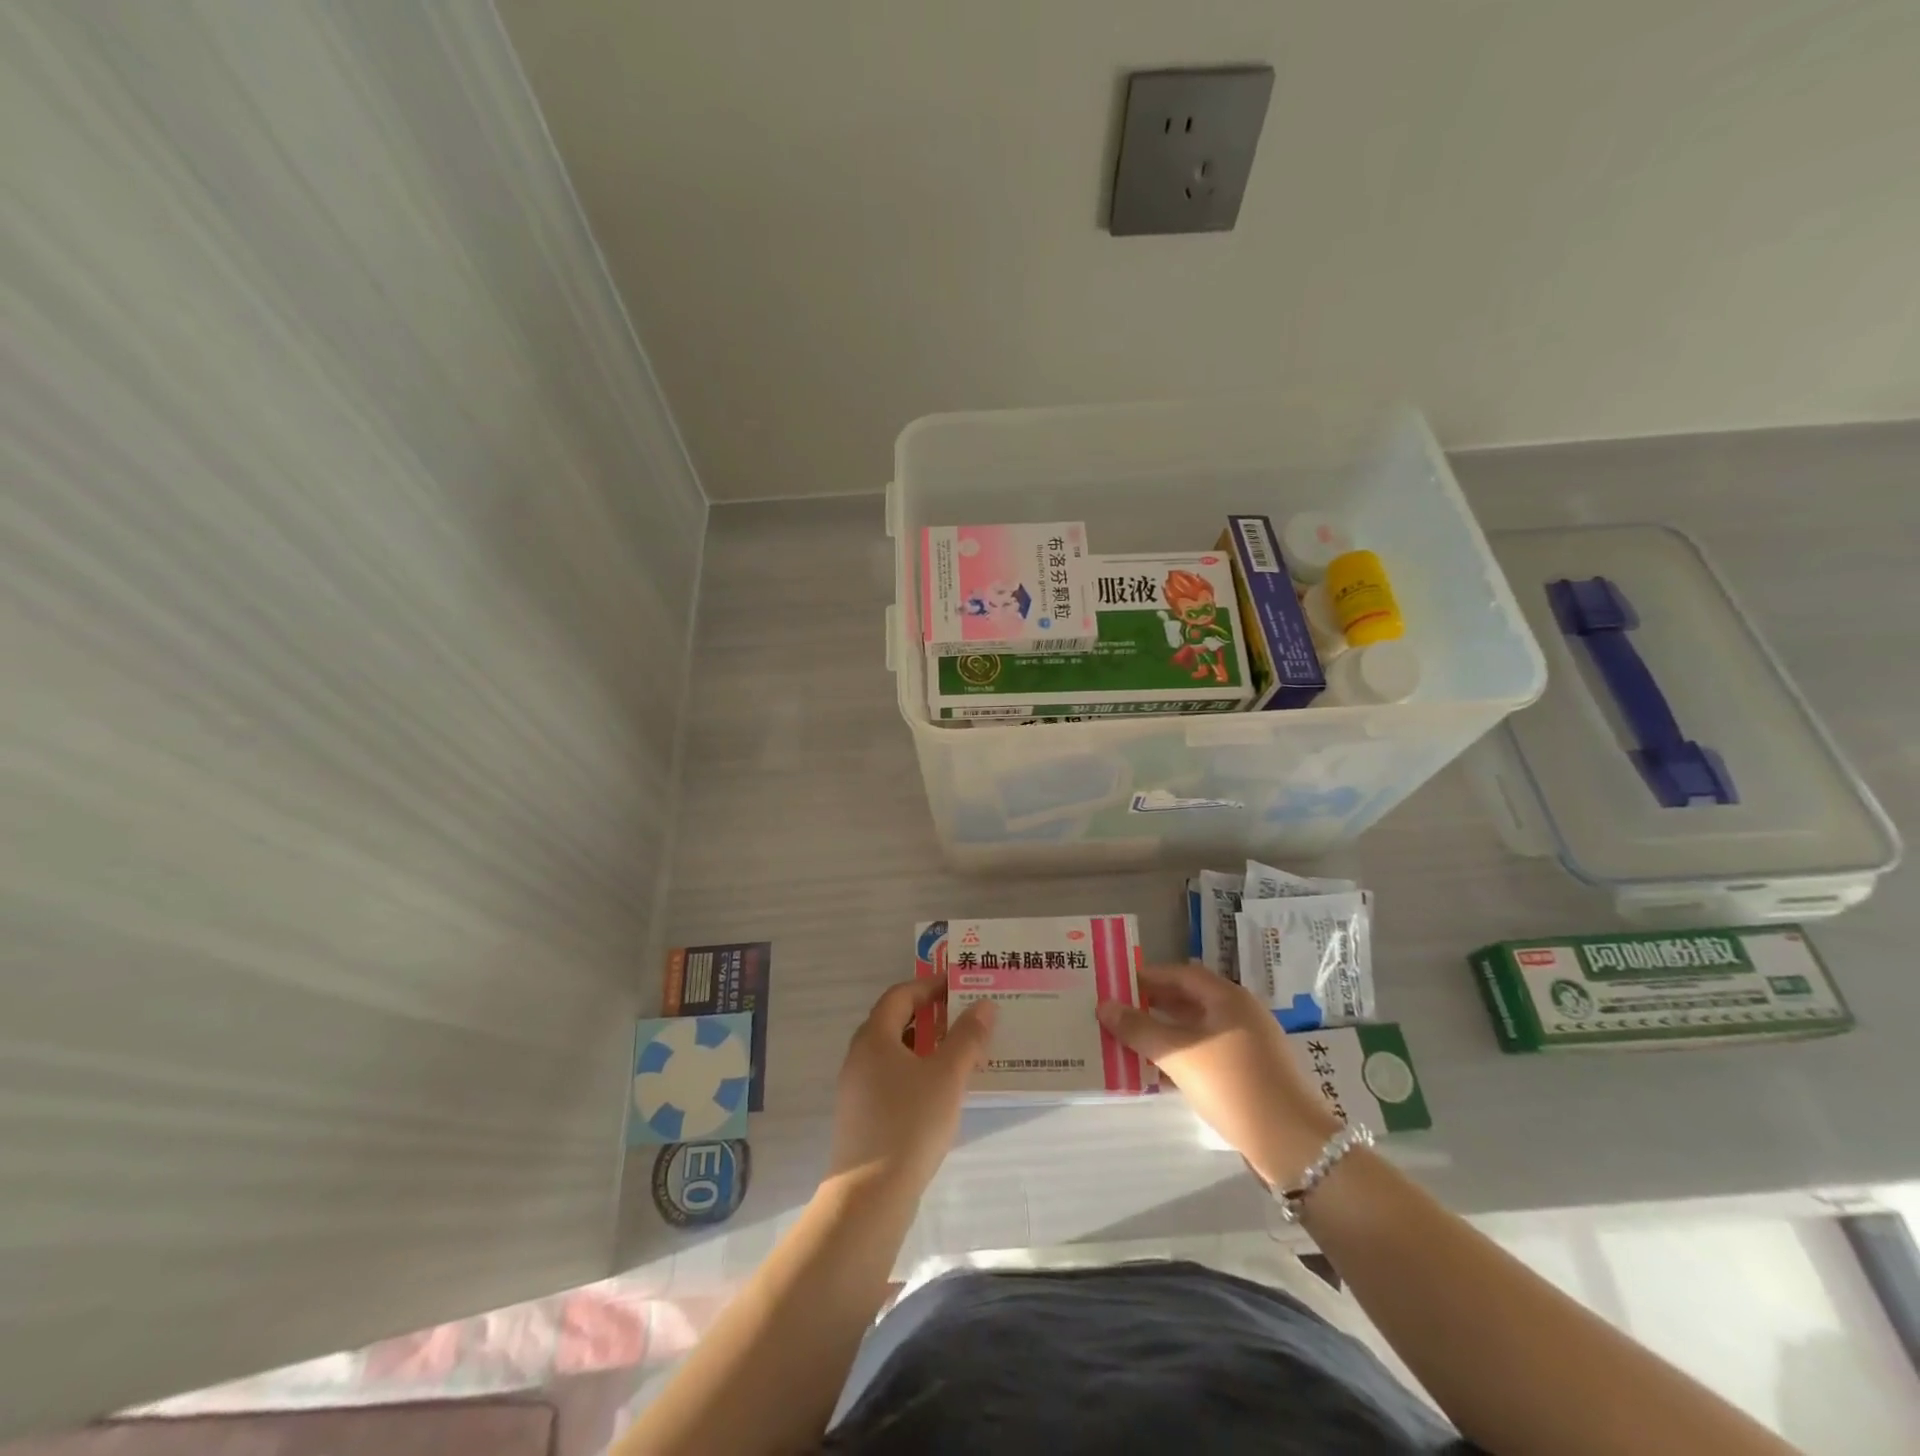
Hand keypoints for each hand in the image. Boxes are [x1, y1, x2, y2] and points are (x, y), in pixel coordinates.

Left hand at [826, 974, 994, 1199]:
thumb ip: (967, 1037)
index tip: (959, 986)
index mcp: (874, 1038)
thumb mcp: (947, 1076)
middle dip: (930, 1015)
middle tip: (964, 1015)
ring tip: (960, 1051)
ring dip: (925, 1045)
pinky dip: (916, 1072)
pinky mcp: (862, 1117)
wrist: (870, 1197)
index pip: (900, 995)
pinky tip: (941, 1091)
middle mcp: (859, 1057)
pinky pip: (891, 1079)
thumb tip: (985, 1005)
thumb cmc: (910, 1123)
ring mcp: (857, 1089)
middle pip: (895, 1022)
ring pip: (894, 1053)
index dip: (929, 986)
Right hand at [1097, 963, 1341, 1187]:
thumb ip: (1138, 1029)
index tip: (1117, 984)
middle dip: (1153, 1004)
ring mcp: (1248, 1044)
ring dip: (1165, 1032)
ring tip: (1130, 1040)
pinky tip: (1159, 1071)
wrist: (1292, 1145)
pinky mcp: (1250, 1073)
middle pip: (1189, 999)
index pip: (1181, 974)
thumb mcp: (1178, 1054)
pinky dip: (1182, 1055)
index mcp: (1228, 997)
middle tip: (1118, 1012)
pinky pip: (1207, 1052)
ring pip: (1197, 1028)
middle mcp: (1240, 1013)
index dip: (1148, 977)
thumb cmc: (1233, 1085)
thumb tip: (1103, 1006)